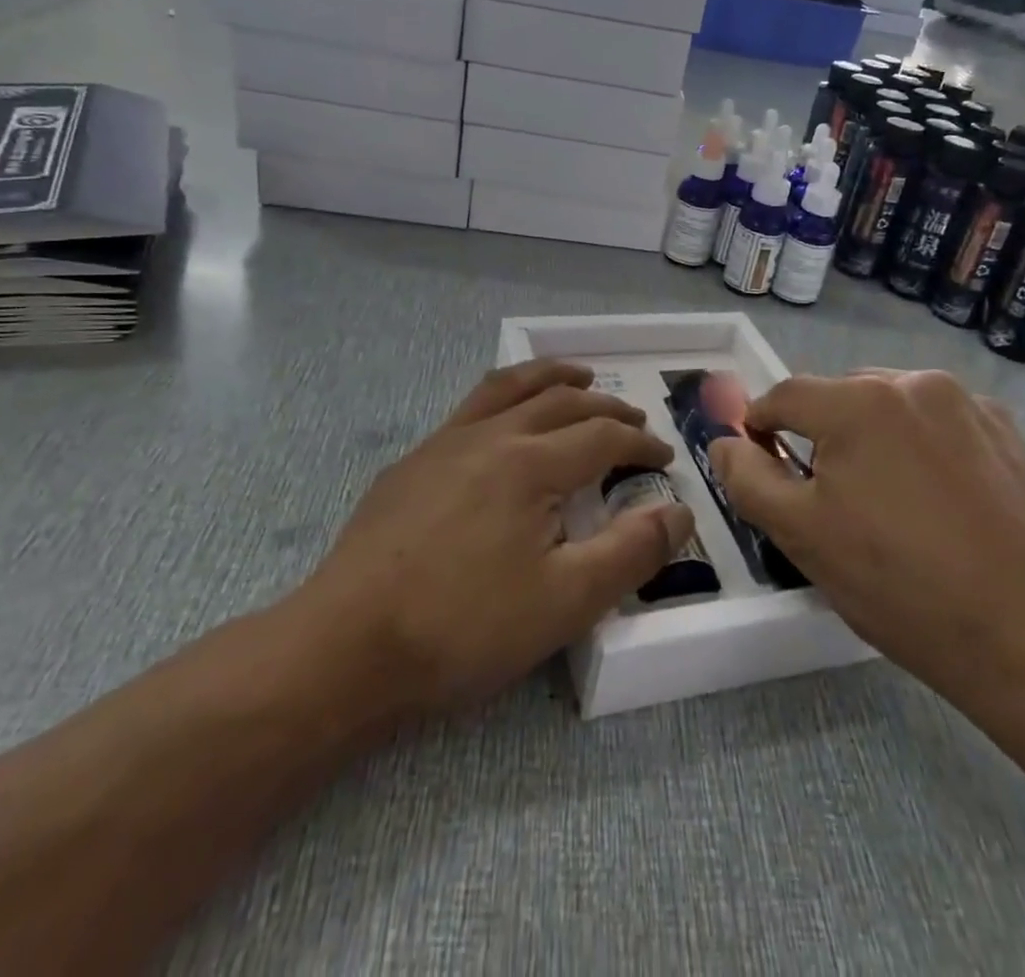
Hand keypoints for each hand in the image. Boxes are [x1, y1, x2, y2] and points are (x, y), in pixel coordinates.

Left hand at [295, 360, 690, 720]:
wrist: (345, 648)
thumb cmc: (464, 627)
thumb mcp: (565, 603)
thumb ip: (630, 552)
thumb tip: (679, 511)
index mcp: (531, 464)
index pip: (602, 437)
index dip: (640, 444)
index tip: (664, 459)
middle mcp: (491, 436)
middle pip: (560, 401)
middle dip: (605, 407)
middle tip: (632, 420)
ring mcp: (444, 444)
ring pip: (509, 388)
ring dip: (551, 377)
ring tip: (576, 377)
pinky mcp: (411, 464)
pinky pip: (471, 408)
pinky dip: (505, 397)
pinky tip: (502, 425)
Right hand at [709, 371, 1024, 710]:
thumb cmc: (898, 584)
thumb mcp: (801, 535)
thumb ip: (747, 478)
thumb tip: (724, 441)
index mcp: (857, 401)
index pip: (783, 396)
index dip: (761, 429)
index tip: (764, 468)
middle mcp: (912, 382)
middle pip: (838, 396)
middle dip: (820, 435)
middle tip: (828, 497)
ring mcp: (966, 402)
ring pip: (889, 404)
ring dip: (871, 435)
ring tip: (886, 498)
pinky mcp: (1005, 429)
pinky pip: (937, 419)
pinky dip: (919, 442)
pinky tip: (935, 495)